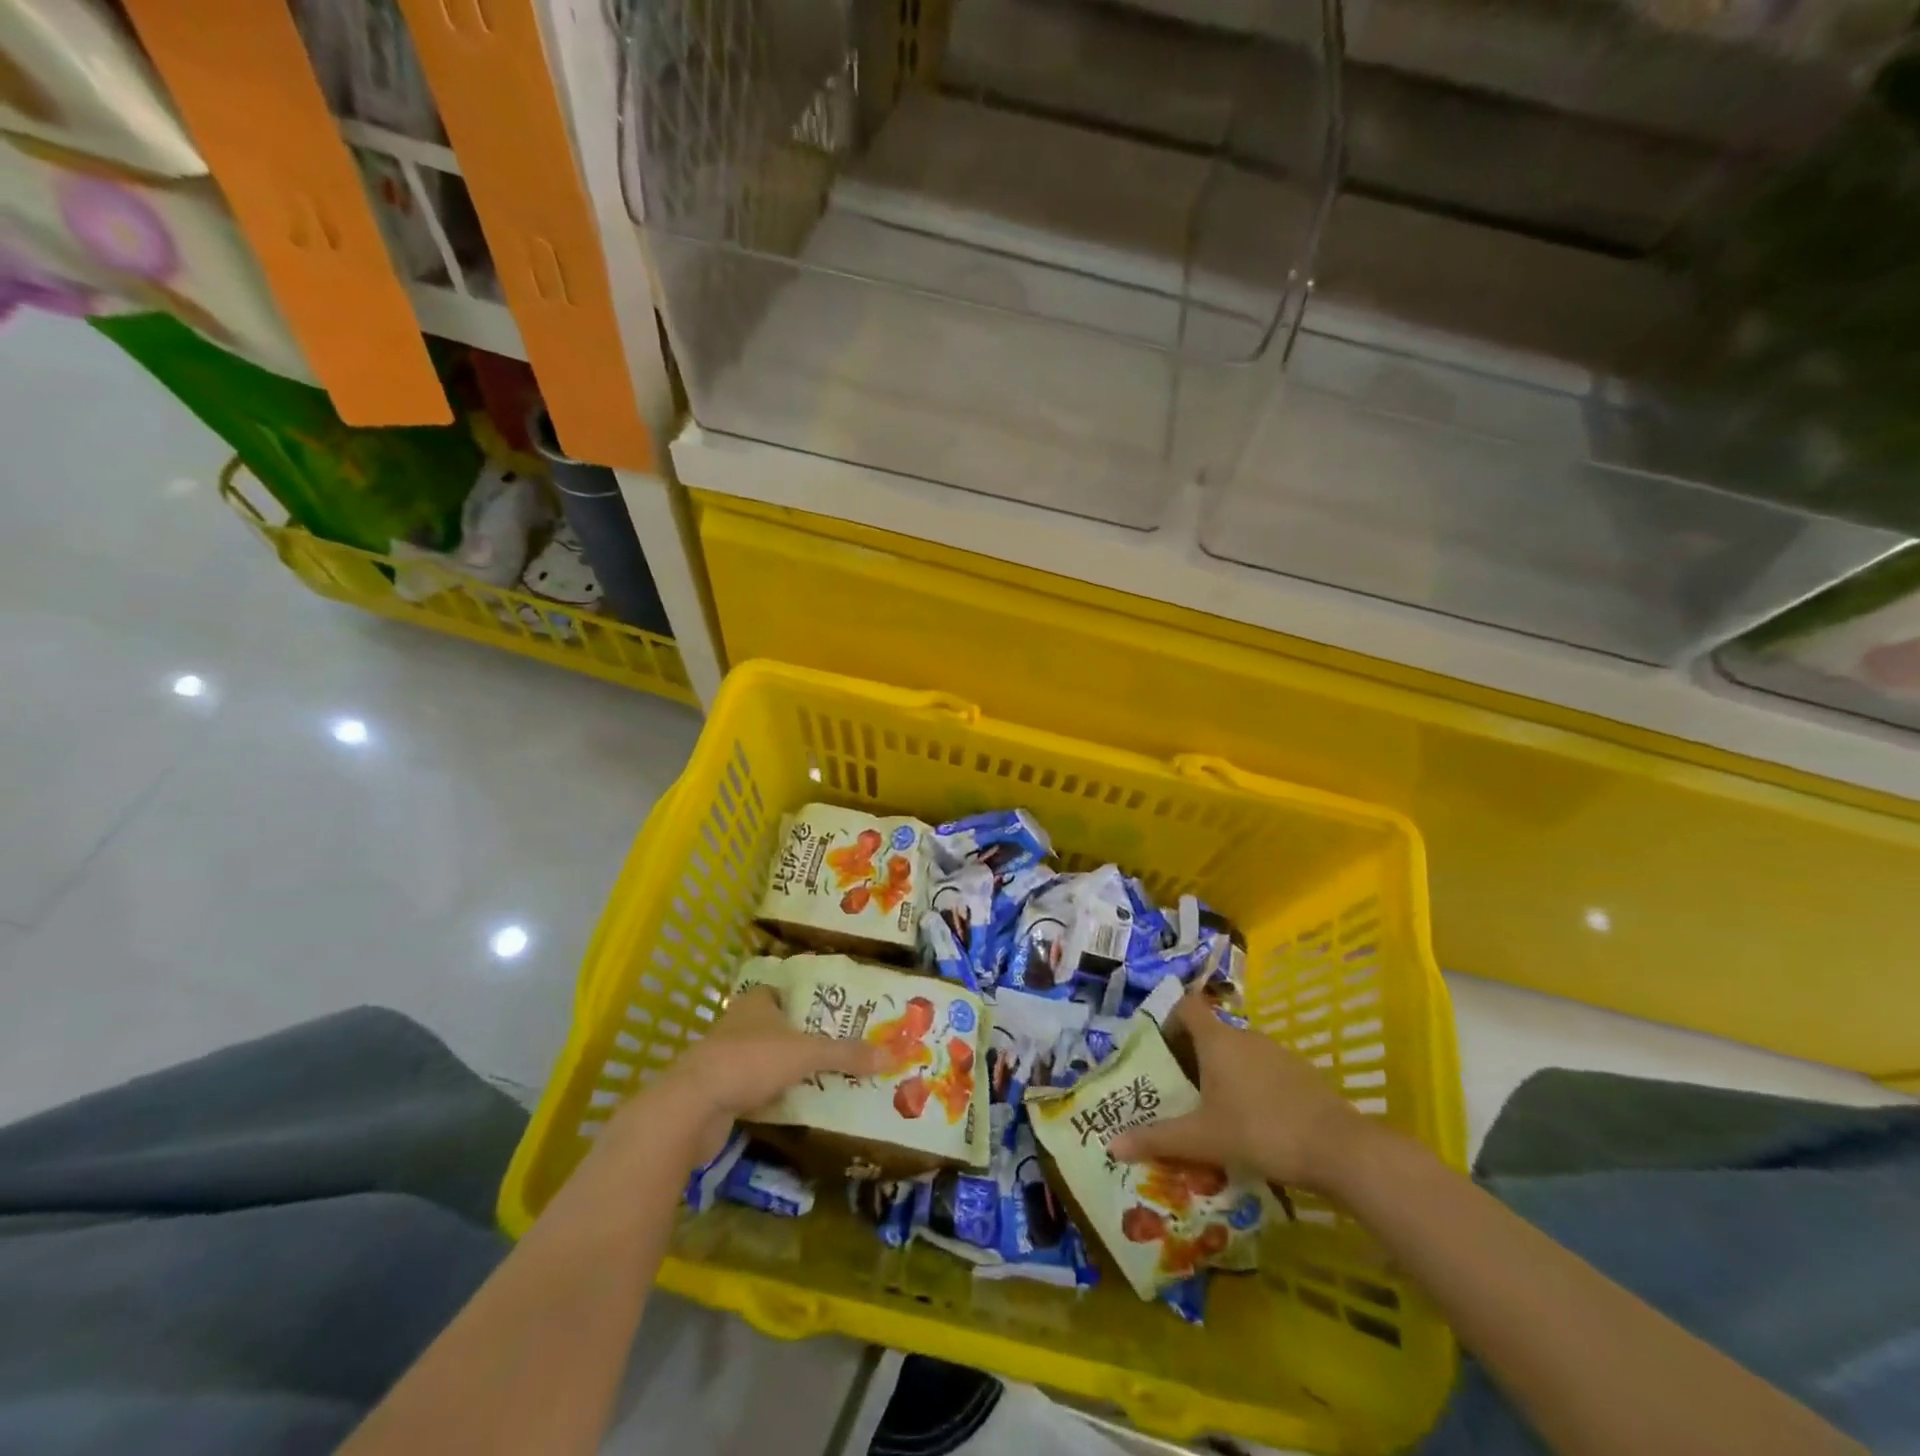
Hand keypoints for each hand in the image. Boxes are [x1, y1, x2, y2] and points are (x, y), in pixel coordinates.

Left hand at [617, 986, 881, 1166]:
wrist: (692, 1107)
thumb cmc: (750, 1061)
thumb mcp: (806, 1054)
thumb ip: (846, 1055)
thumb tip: (892, 1055)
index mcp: (755, 1003)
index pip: (781, 993)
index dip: (803, 1001)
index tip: (829, 1014)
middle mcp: (737, 1024)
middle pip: (772, 1027)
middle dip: (797, 1039)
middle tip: (833, 1050)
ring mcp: (722, 1060)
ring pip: (760, 1060)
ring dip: (782, 1070)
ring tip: (819, 1080)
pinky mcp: (714, 1093)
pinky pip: (749, 1090)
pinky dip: (767, 1097)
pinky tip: (789, 1107)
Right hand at [1107, 987, 1375, 1193]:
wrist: (1339, 1149)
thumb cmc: (1260, 1131)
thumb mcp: (1203, 1138)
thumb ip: (1158, 1139)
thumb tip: (1112, 1145)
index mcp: (1217, 1040)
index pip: (1186, 1006)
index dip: (1169, 1018)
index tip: (1158, 1047)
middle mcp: (1245, 1036)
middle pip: (1210, 1033)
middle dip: (1192, 1057)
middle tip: (1177, 1090)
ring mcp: (1278, 1053)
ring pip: (1239, 1054)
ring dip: (1223, 1074)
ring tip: (1212, 1111)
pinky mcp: (1302, 1074)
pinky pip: (1264, 1071)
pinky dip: (1252, 1088)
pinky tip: (1253, 1123)